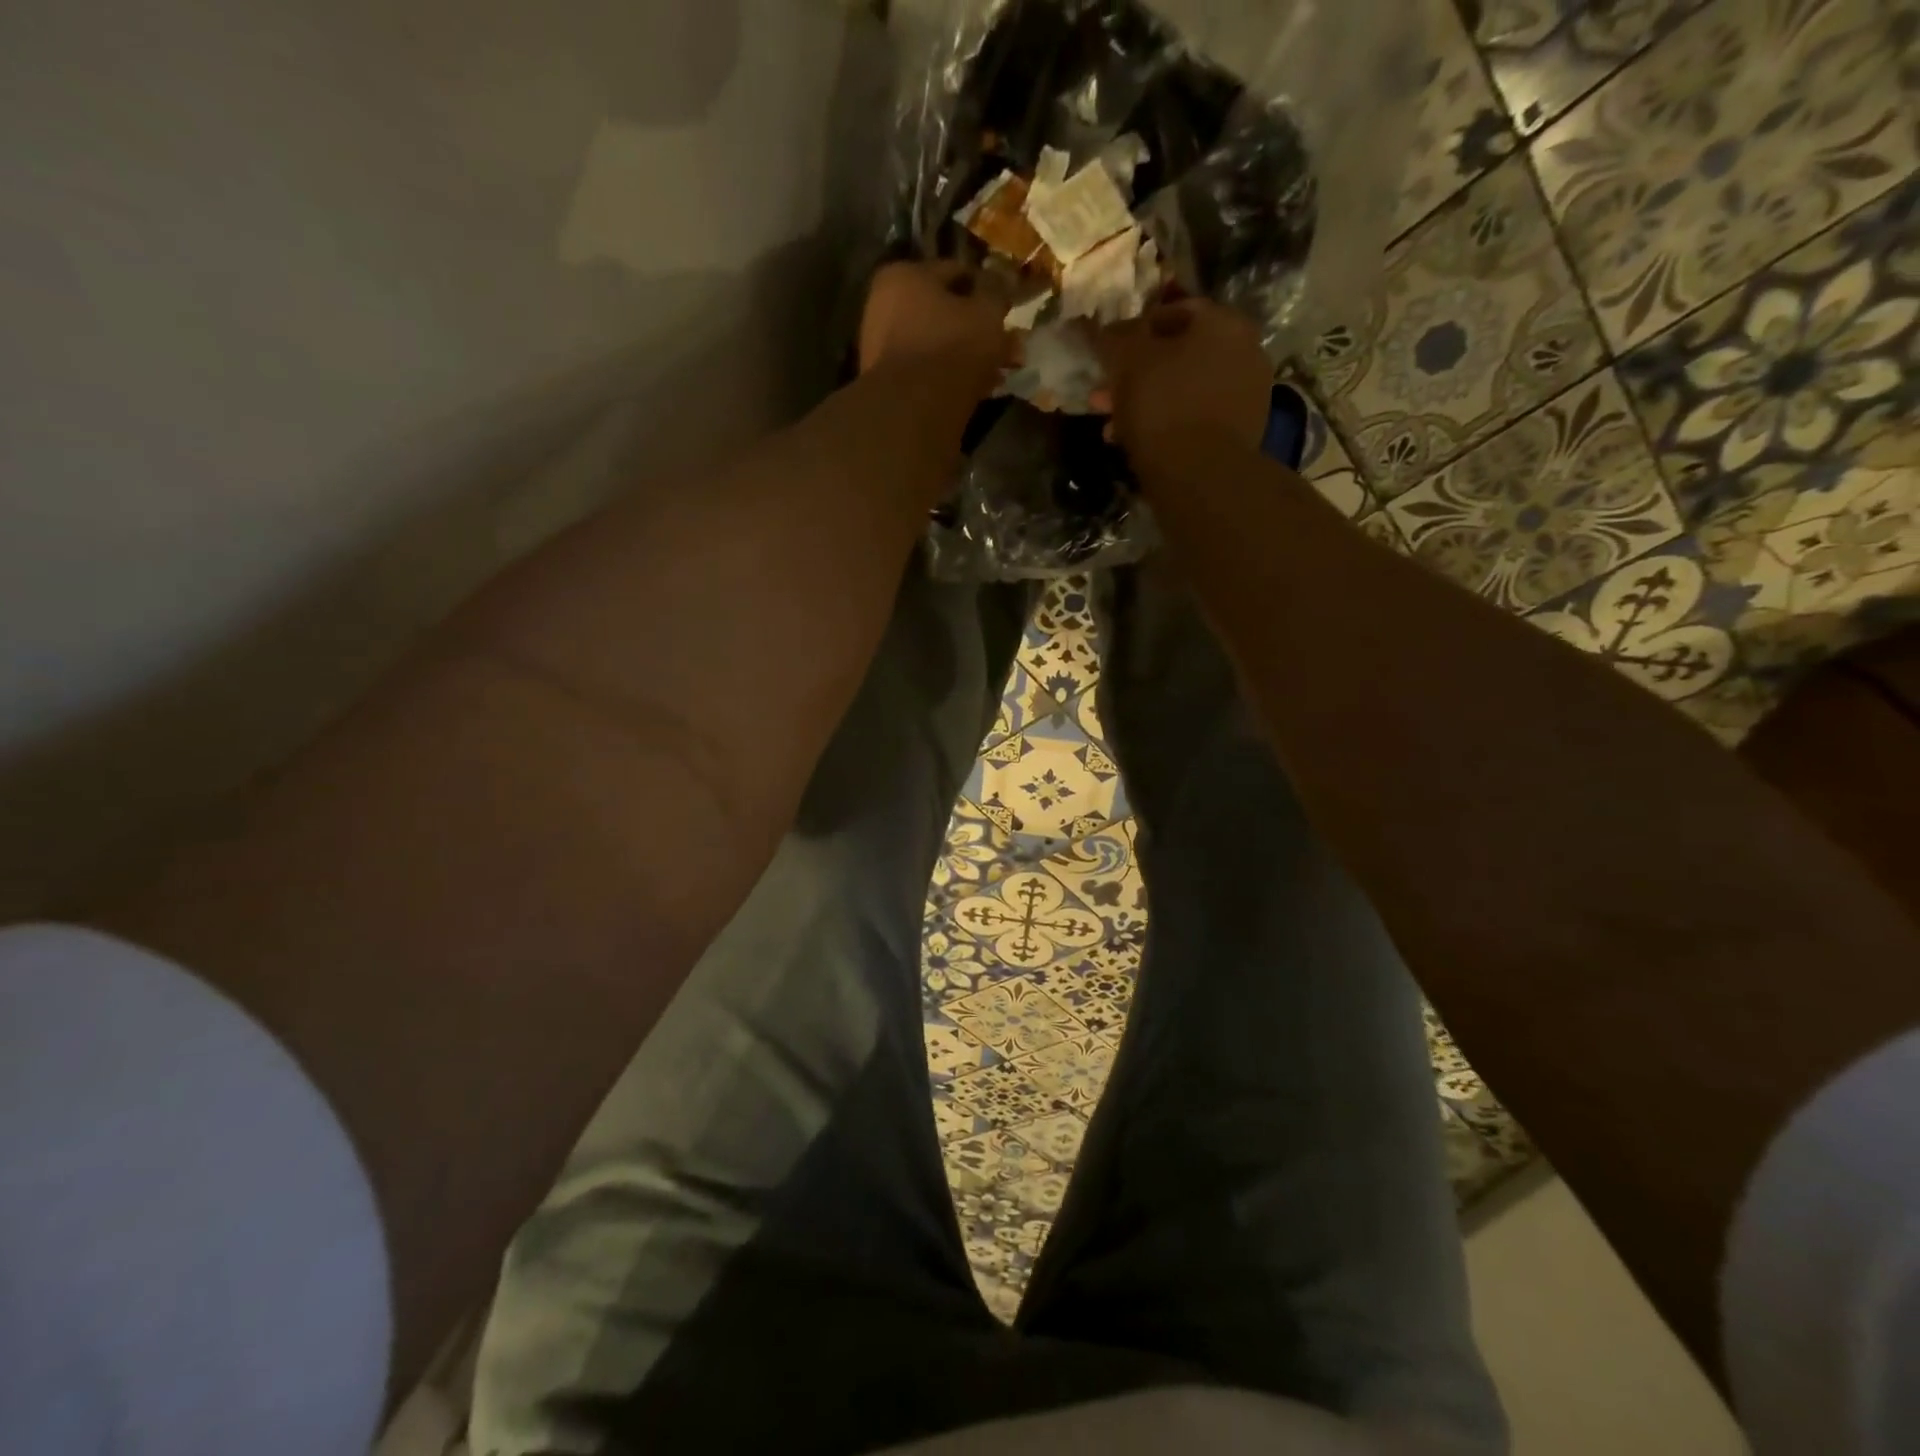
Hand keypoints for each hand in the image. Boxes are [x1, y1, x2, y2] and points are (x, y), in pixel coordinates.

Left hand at [859, 260, 1011, 388]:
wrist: (914, 409)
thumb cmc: (952, 347)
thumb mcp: (986, 313)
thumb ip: (997, 293)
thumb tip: (1003, 280)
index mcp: (904, 275)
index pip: (955, 272)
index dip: (986, 289)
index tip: (1007, 308)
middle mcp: (884, 305)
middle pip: (943, 312)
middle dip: (976, 328)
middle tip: (1005, 345)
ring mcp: (881, 348)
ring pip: (936, 345)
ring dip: (966, 356)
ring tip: (996, 372)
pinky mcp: (887, 384)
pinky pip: (927, 372)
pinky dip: (949, 377)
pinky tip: (976, 390)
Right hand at [1096, 301, 1271, 466]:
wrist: (1200, 475)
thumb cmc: (1163, 406)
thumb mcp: (1127, 361)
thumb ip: (1114, 337)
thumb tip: (1102, 328)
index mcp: (1223, 323)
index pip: (1173, 312)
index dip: (1135, 330)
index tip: (1109, 354)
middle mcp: (1244, 351)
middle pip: (1178, 356)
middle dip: (1136, 375)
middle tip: (1104, 395)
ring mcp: (1246, 395)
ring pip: (1182, 390)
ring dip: (1145, 403)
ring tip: (1112, 426)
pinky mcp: (1240, 433)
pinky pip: (1194, 418)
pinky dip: (1166, 425)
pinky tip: (1138, 443)